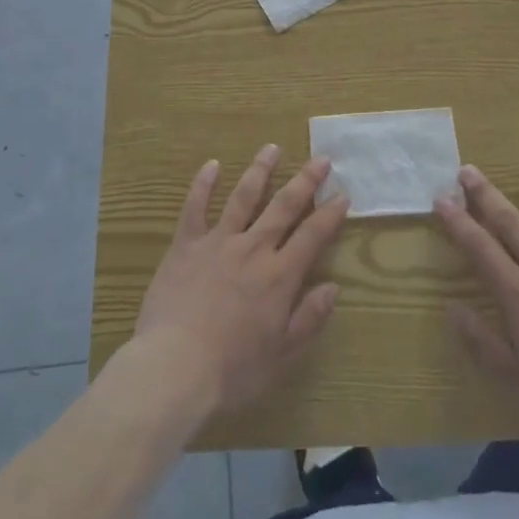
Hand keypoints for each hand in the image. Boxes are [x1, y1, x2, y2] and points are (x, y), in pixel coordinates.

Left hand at [131, 145, 348, 418]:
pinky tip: (211, 164)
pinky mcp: (186, 245)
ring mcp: (217, 242)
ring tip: (272, 148)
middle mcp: (253, 249)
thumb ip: (308, 319)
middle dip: (304, 181)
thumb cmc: (232, 371)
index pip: (312, 236)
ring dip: (260, 170)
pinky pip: (195, 207)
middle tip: (320, 159)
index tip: (343, 195)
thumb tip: (332, 288)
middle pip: (283, 207)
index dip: (329, 215)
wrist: (175, 368)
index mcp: (279, 276)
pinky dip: (203, 184)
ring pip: (243, 197)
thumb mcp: (281, 355)